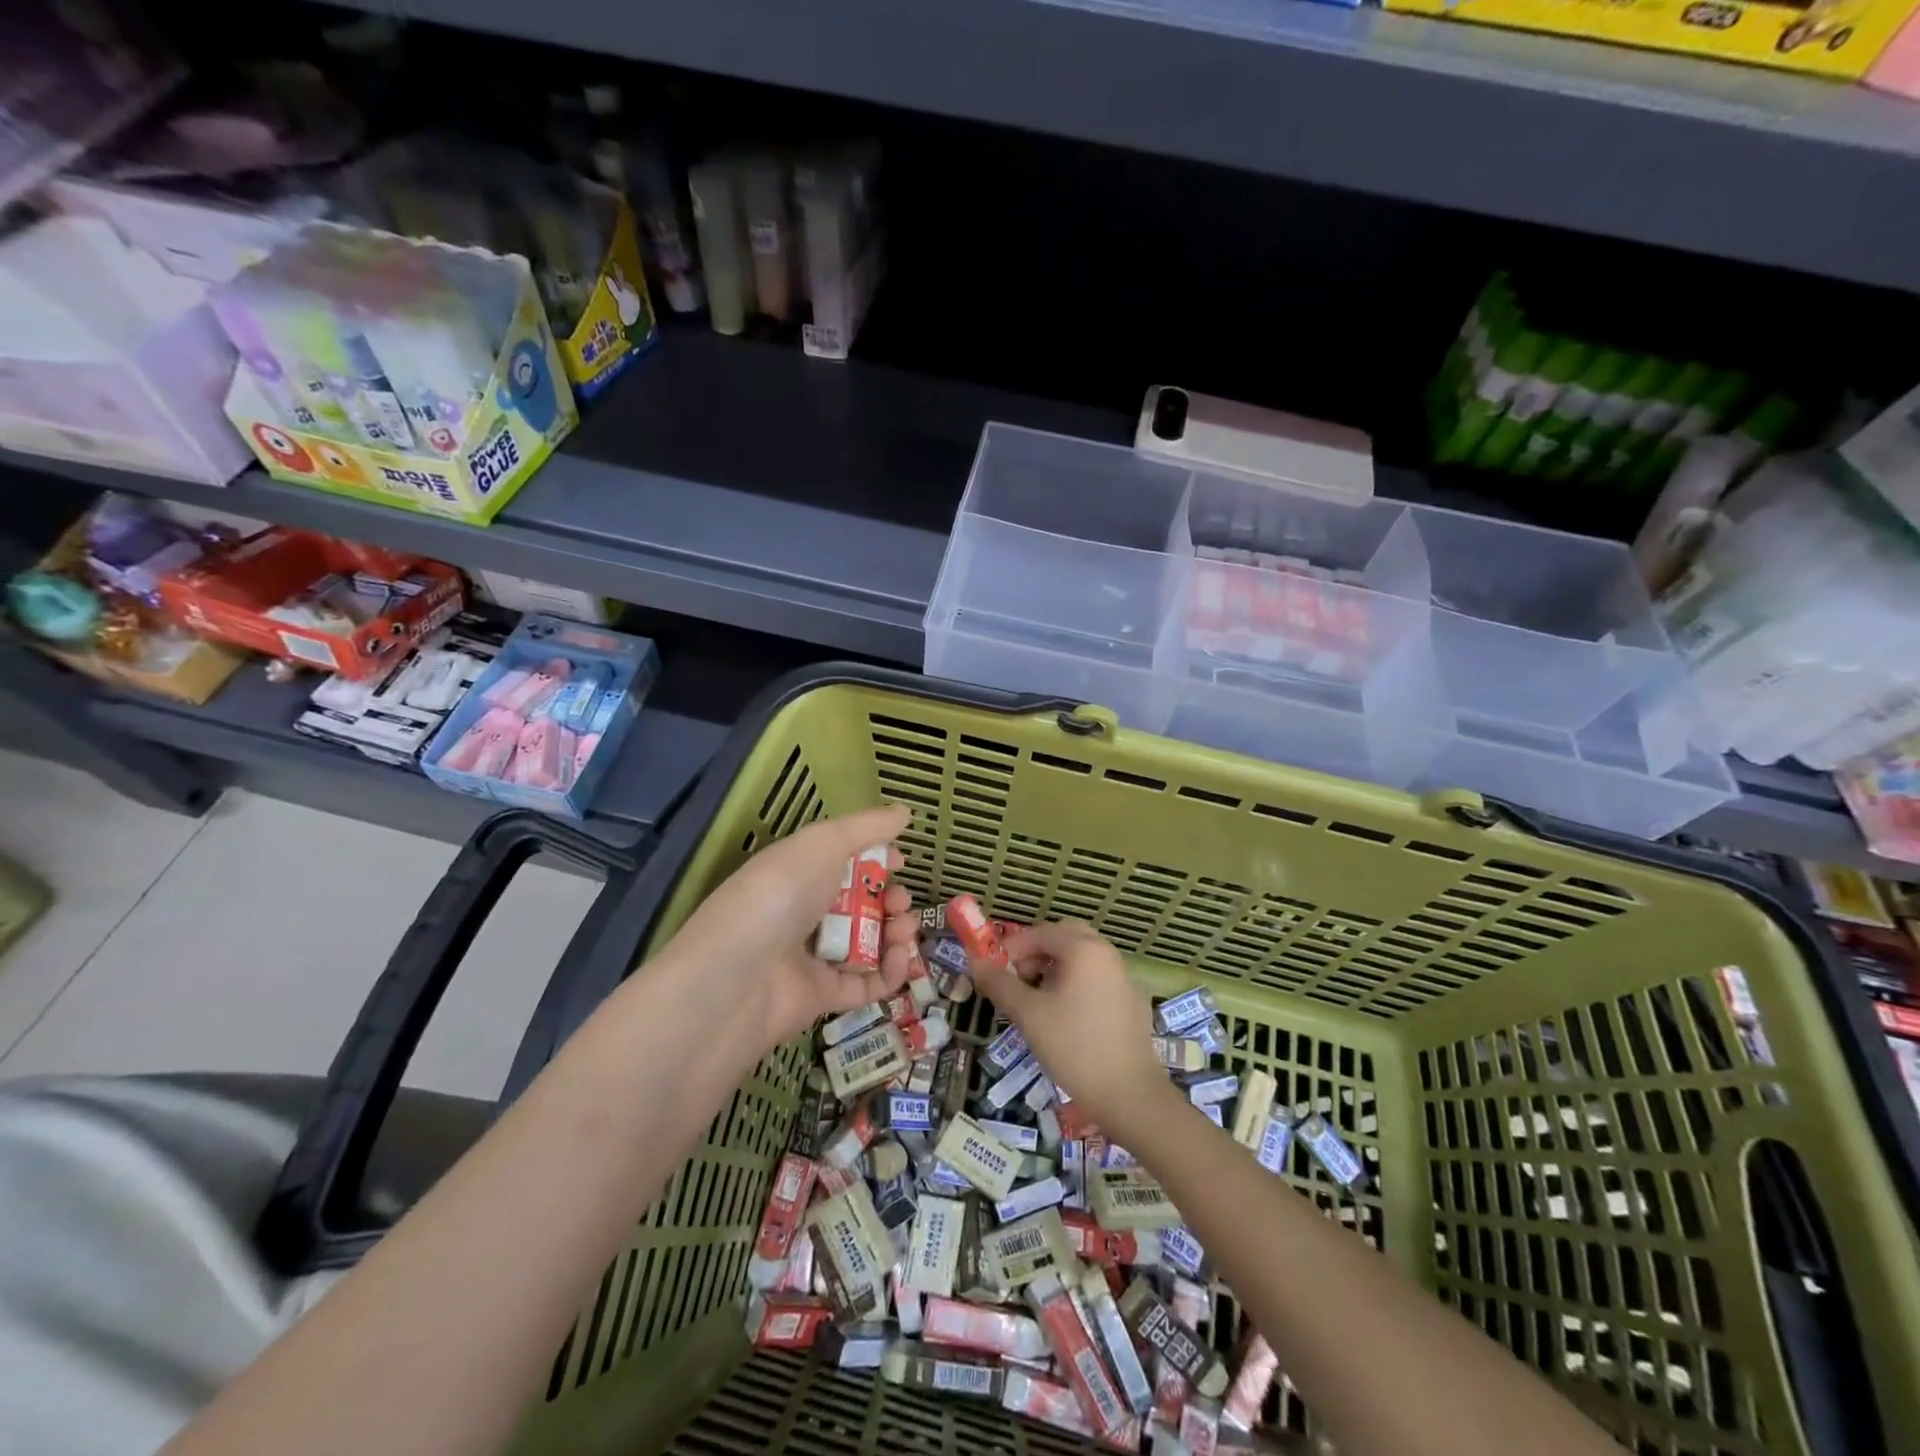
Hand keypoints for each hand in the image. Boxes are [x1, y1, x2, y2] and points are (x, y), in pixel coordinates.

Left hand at [665, 804, 919, 1054]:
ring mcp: (813, 956)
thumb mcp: (823, 844)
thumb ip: (867, 827)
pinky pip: (867, 983)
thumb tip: (905, 812)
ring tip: (904, 928)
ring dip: (896, 932)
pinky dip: (890, 971)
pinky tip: (900, 957)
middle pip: (861, 903)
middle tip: (900, 901)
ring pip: (868, 943)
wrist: (739, 976)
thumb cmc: (780, 893)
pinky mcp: (824, 996)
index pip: (843, 861)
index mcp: (799, 871)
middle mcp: (804, 911)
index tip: (901, 861)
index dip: (875, 859)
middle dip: (890, 897)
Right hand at [969, 919, 1172, 1138]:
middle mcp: (1108, 954)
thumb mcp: (1029, 1014)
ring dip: (1056, 967)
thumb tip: (976, 963)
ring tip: (1037, 1000)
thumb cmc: (1074, 1048)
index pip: (1041, 932)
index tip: (994, 973)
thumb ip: (1000, 984)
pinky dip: (1077, 984)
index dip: (1012, 948)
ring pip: (1083, 958)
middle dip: (1037, 952)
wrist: (1130, 1096)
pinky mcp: (1132, 1003)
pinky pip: (1098, 979)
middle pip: (1066, 937)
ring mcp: (1124, 978)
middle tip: (1018, 979)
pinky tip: (1066, 1017)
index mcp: (1085, 949)